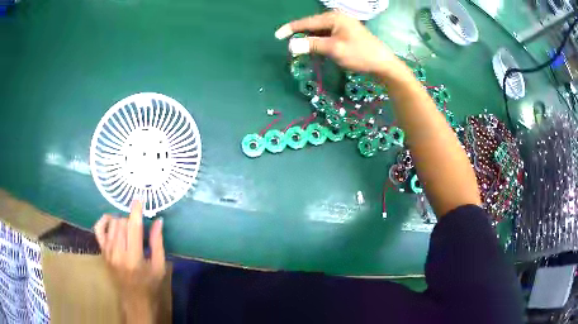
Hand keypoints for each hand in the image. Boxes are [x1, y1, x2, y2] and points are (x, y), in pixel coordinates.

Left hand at [94, 200, 164, 322]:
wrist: (134, 300)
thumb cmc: (150, 285)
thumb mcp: (159, 266)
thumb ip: (157, 242)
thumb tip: (158, 221)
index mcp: (133, 258)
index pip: (133, 227)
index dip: (136, 211)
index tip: (139, 200)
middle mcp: (117, 253)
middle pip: (121, 223)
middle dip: (131, 220)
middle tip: (139, 226)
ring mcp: (107, 252)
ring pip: (112, 223)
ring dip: (121, 220)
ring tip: (129, 227)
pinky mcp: (102, 252)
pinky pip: (98, 229)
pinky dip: (104, 221)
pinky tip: (111, 219)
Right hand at [275, 12, 402, 74]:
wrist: (383, 64)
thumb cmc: (360, 54)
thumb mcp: (334, 49)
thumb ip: (312, 45)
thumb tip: (290, 45)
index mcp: (333, 18)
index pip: (307, 22)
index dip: (291, 29)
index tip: (277, 35)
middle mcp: (337, 18)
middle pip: (313, 25)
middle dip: (300, 34)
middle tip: (289, 45)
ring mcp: (343, 25)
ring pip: (320, 31)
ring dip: (310, 39)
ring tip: (300, 49)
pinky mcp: (347, 33)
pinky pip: (328, 35)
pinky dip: (320, 42)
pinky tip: (316, 49)